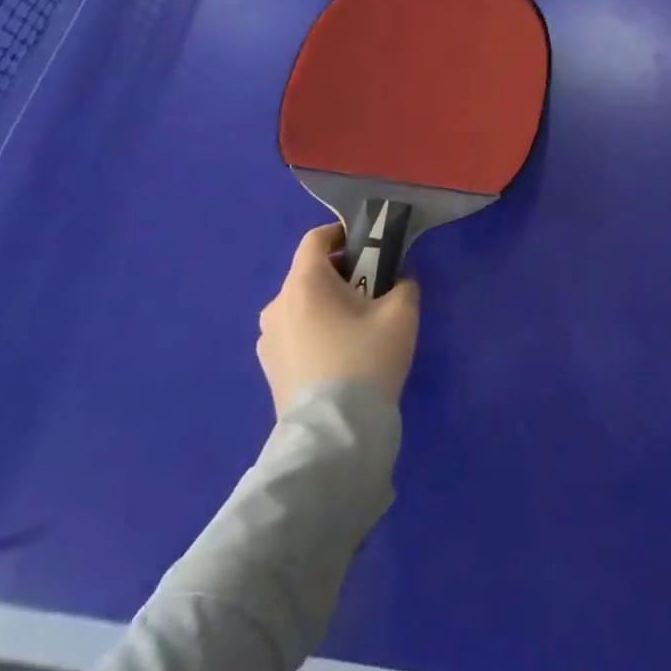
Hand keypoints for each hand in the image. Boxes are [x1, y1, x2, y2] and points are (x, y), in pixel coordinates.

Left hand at [258, 223, 420, 414]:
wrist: (333, 435)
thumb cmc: (365, 359)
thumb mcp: (401, 312)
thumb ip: (403, 284)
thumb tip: (396, 283)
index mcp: (303, 283)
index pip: (316, 239)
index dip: (343, 234)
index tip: (371, 247)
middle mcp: (277, 305)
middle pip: (310, 274)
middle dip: (342, 274)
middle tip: (374, 291)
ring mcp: (268, 341)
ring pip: (302, 306)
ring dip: (328, 305)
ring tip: (359, 327)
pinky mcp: (269, 370)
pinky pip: (296, 334)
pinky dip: (316, 331)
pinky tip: (341, 355)